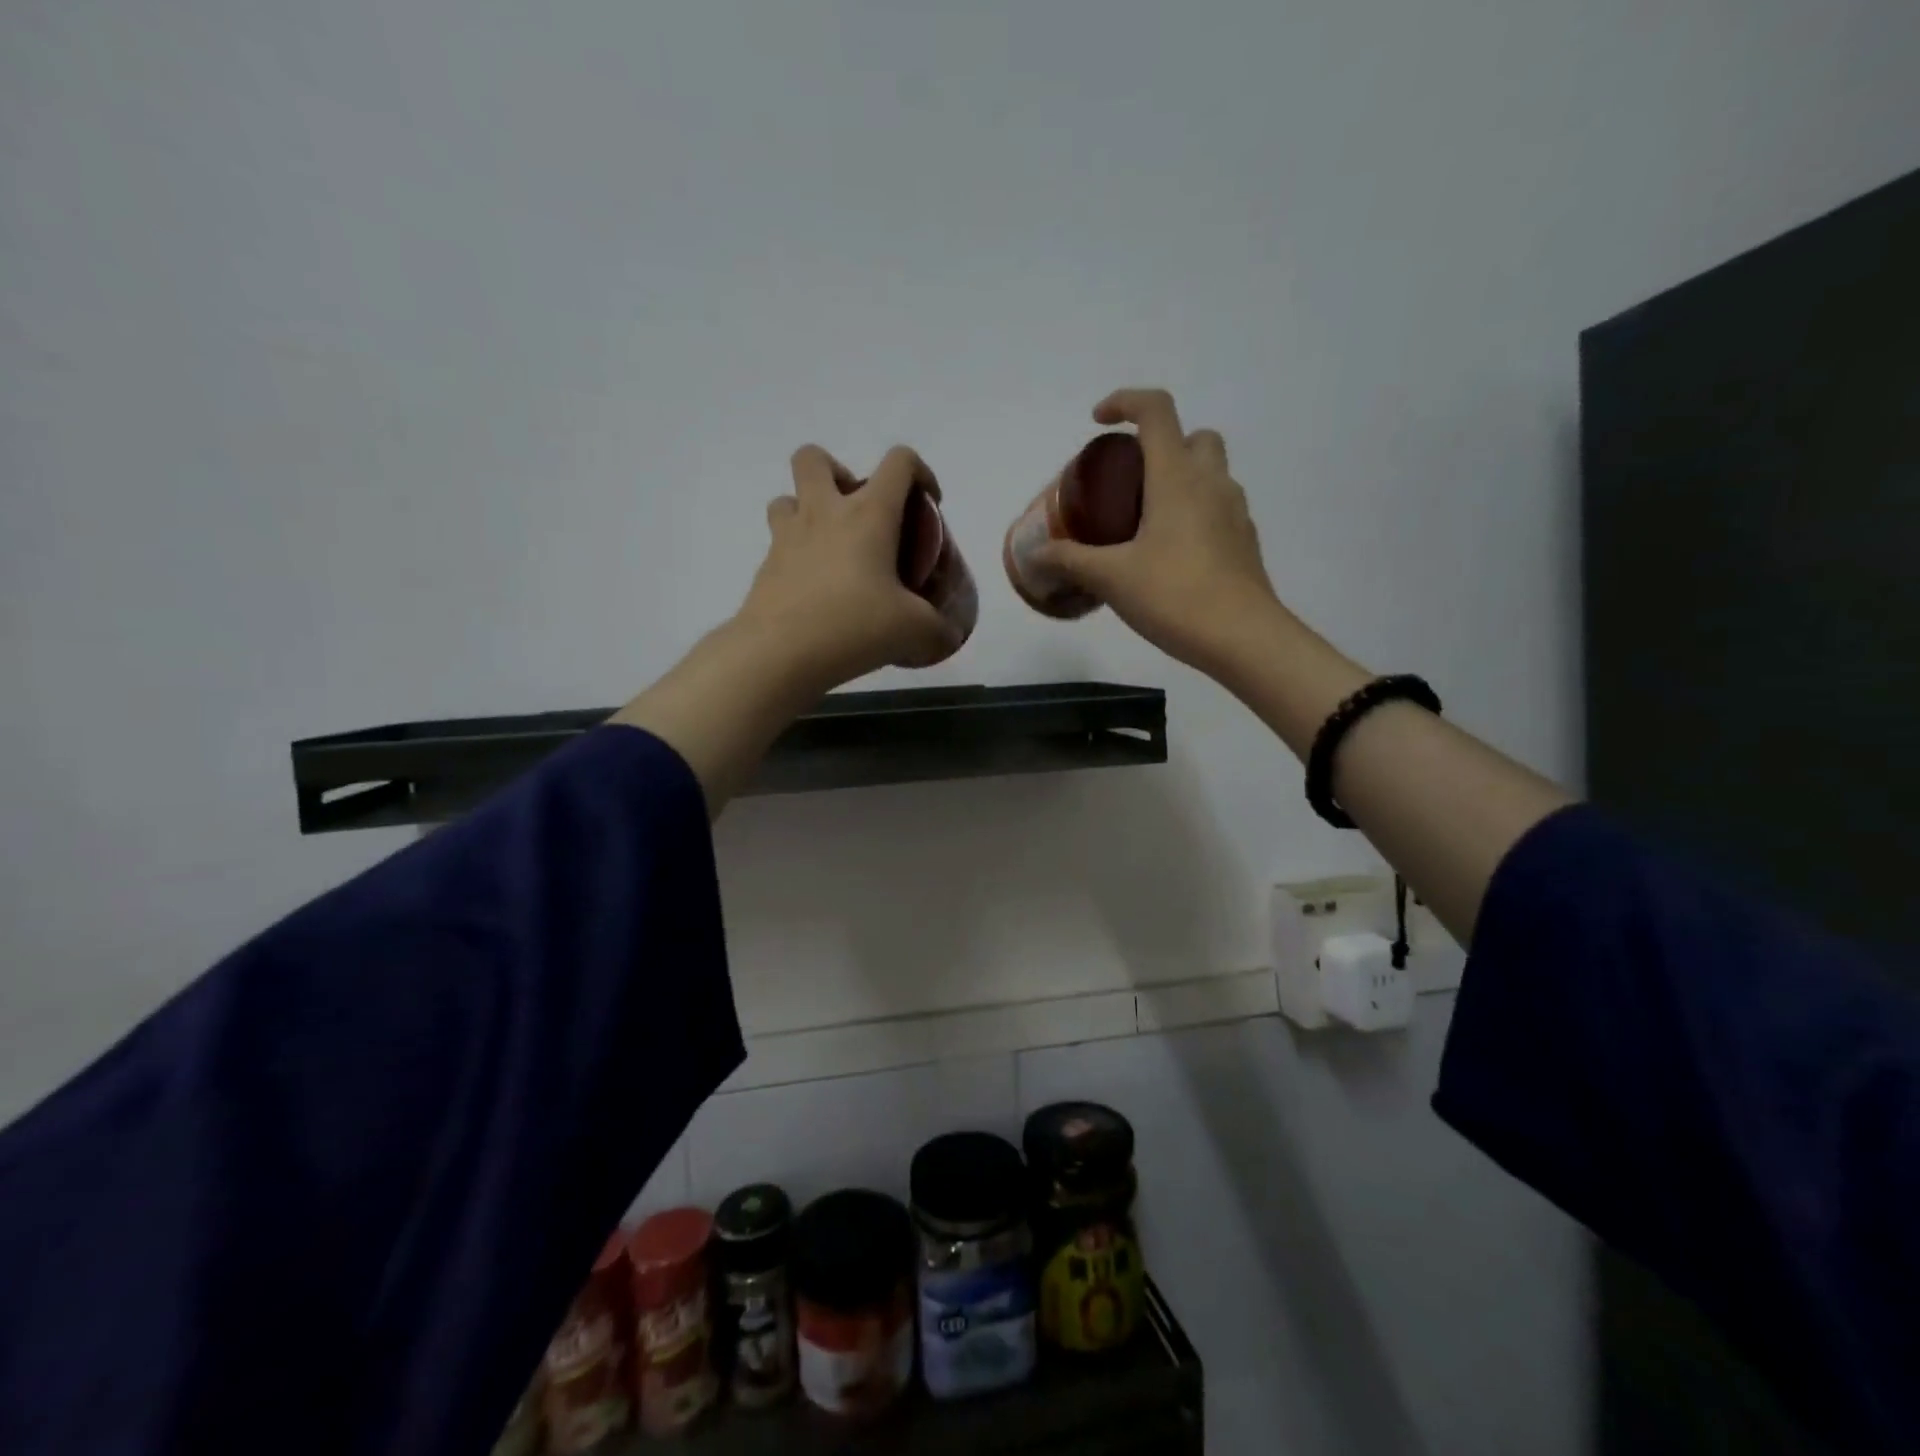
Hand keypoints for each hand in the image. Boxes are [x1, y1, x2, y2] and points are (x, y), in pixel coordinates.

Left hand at [734, 443, 963, 691]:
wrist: (780, 653)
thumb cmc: (854, 626)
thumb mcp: (915, 631)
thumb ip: (938, 630)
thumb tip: (947, 636)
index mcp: (869, 515)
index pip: (899, 462)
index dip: (921, 472)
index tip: (928, 505)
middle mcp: (824, 513)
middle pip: (815, 458)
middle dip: (838, 472)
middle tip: (858, 513)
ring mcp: (787, 538)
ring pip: (787, 498)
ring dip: (807, 511)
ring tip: (830, 548)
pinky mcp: (765, 567)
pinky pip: (777, 544)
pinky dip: (797, 556)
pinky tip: (815, 591)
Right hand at [1033, 389, 1279, 675]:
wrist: (1243, 638)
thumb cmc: (1174, 595)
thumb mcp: (1111, 578)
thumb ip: (1070, 561)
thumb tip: (1035, 554)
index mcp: (1177, 477)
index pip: (1156, 411)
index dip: (1125, 402)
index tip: (1098, 423)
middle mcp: (1211, 483)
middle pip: (1193, 436)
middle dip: (1161, 445)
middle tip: (1129, 481)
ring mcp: (1235, 511)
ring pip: (1210, 472)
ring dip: (1180, 479)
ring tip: (1145, 522)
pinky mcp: (1244, 541)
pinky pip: (1218, 508)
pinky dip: (1194, 512)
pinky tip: (1170, 554)